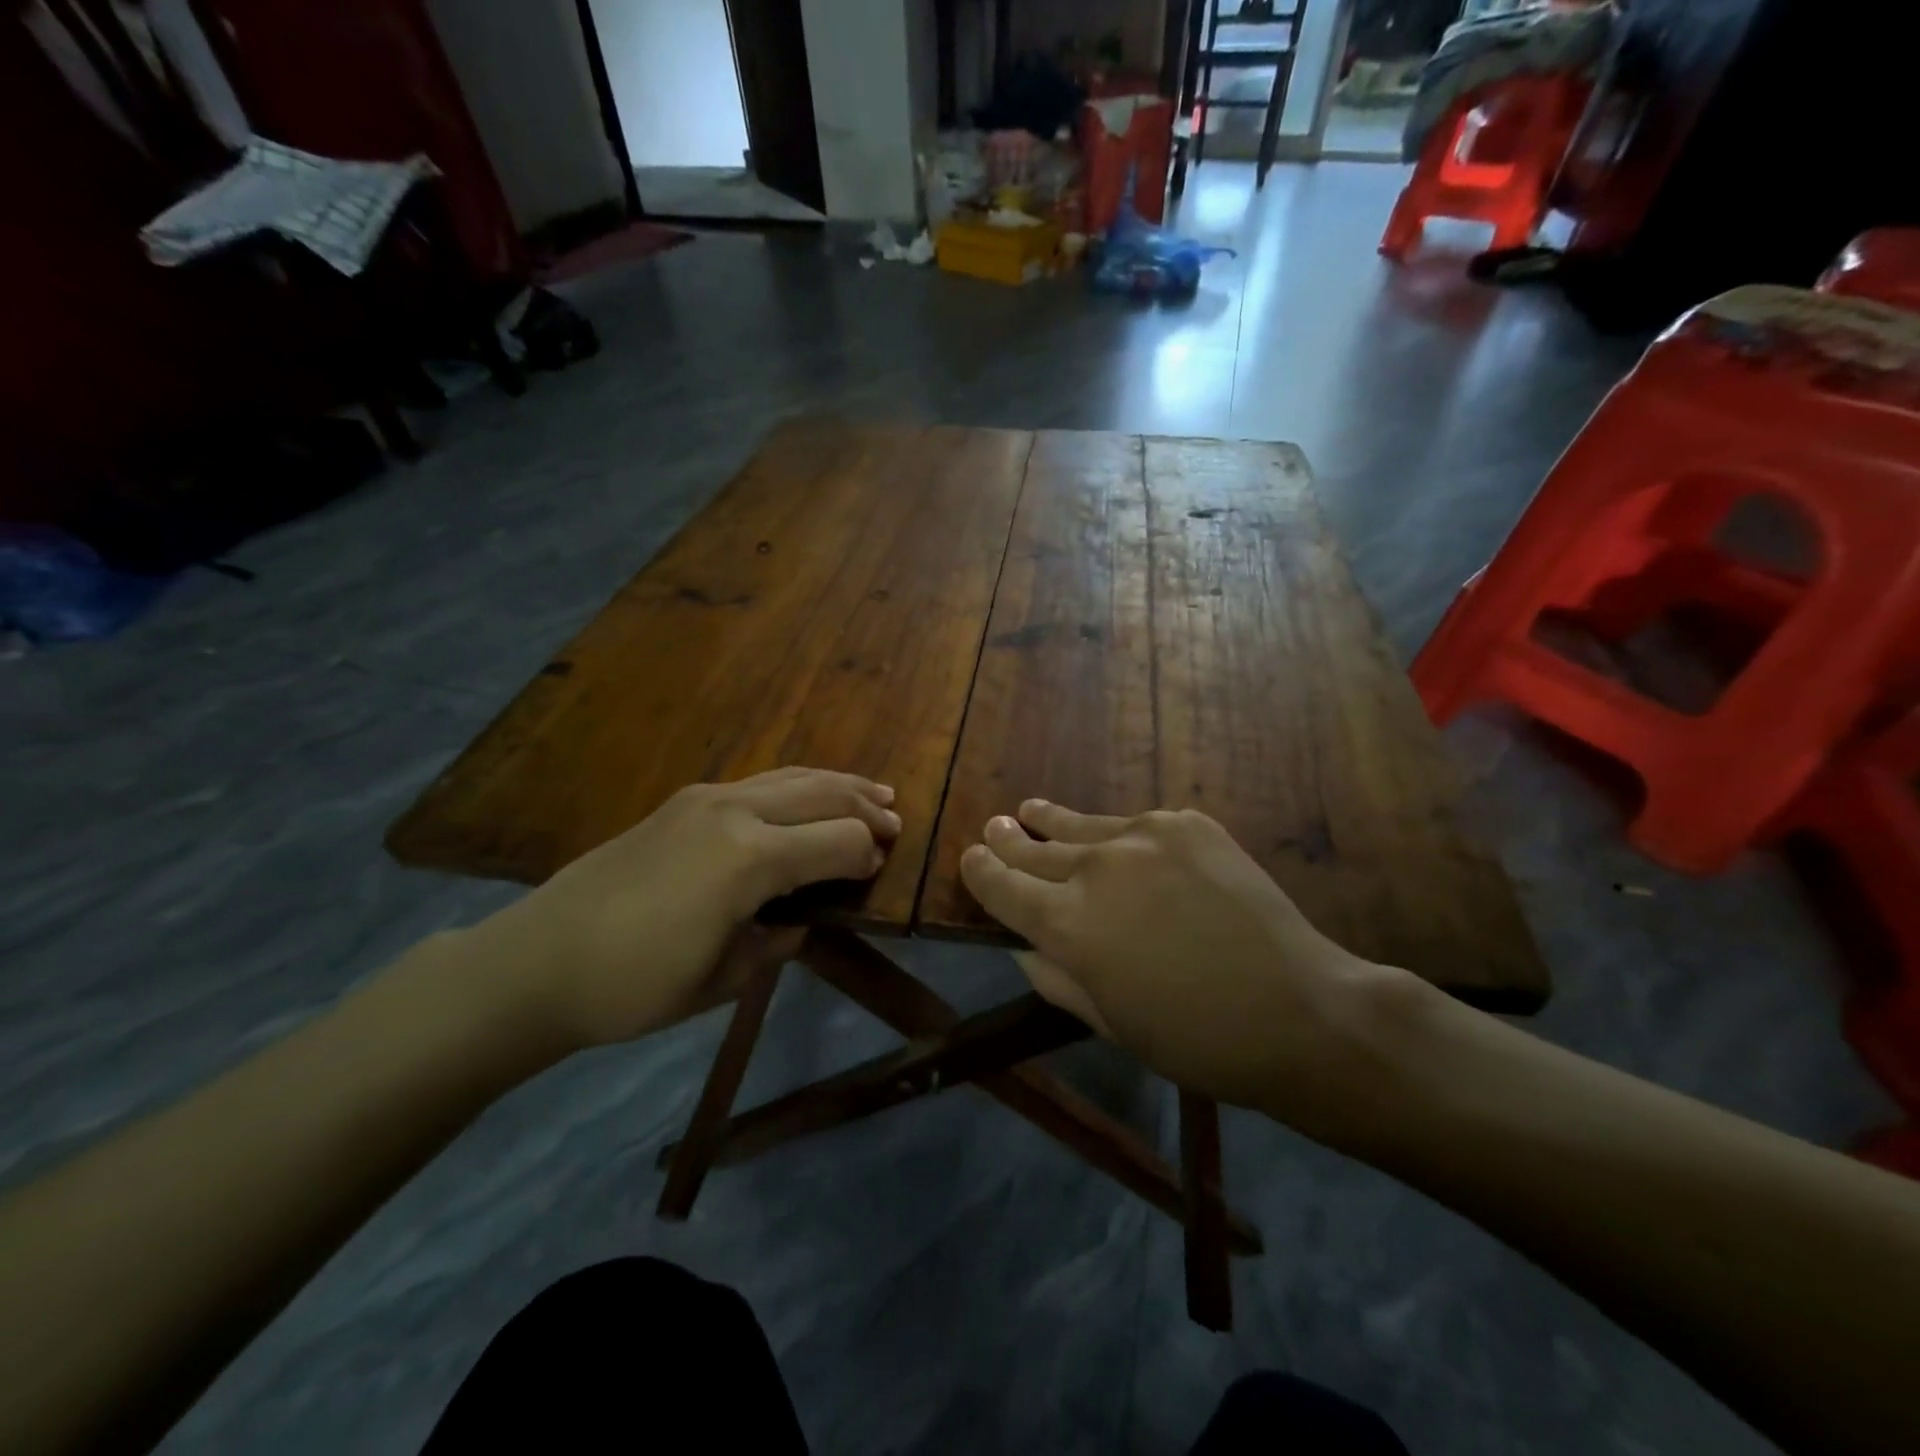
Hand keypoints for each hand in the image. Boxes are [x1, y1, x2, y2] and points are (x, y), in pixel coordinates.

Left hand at [470, 768, 898, 1050]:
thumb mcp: (721, 980)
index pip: (838, 842)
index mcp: (750, 859)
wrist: (536, 960)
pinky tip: (804, 799)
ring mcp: (706, 798)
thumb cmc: (633, 985)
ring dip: (835, 785)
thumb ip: (776, 941)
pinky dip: (796, 786)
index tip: (878, 873)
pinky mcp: (684, 800)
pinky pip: (759, 782)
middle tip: (895, 820)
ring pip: (791, 777)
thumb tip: (801, 917)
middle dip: (864, 807)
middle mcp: (735, 812)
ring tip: (870, 792)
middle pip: (822, 794)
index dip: (867, 856)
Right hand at [960, 801, 1416, 1126]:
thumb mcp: (1110, 1023)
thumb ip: (1056, 979)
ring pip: (1080, 825)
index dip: (980, 871)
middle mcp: (1095, 869)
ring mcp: (1142, 837)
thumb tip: (1023, 947)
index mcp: (1067, 925)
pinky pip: (1135, 824)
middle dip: (1009, 839)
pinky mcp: (1185, 823)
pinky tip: (1117, 838)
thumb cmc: (1196, 1039)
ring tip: (1030, 808)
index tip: (971, 859)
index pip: (1002, 886)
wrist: (1300, 1010)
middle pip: (1035, 847)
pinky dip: (1118, 834)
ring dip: (1051, 820)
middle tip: (996, 827)